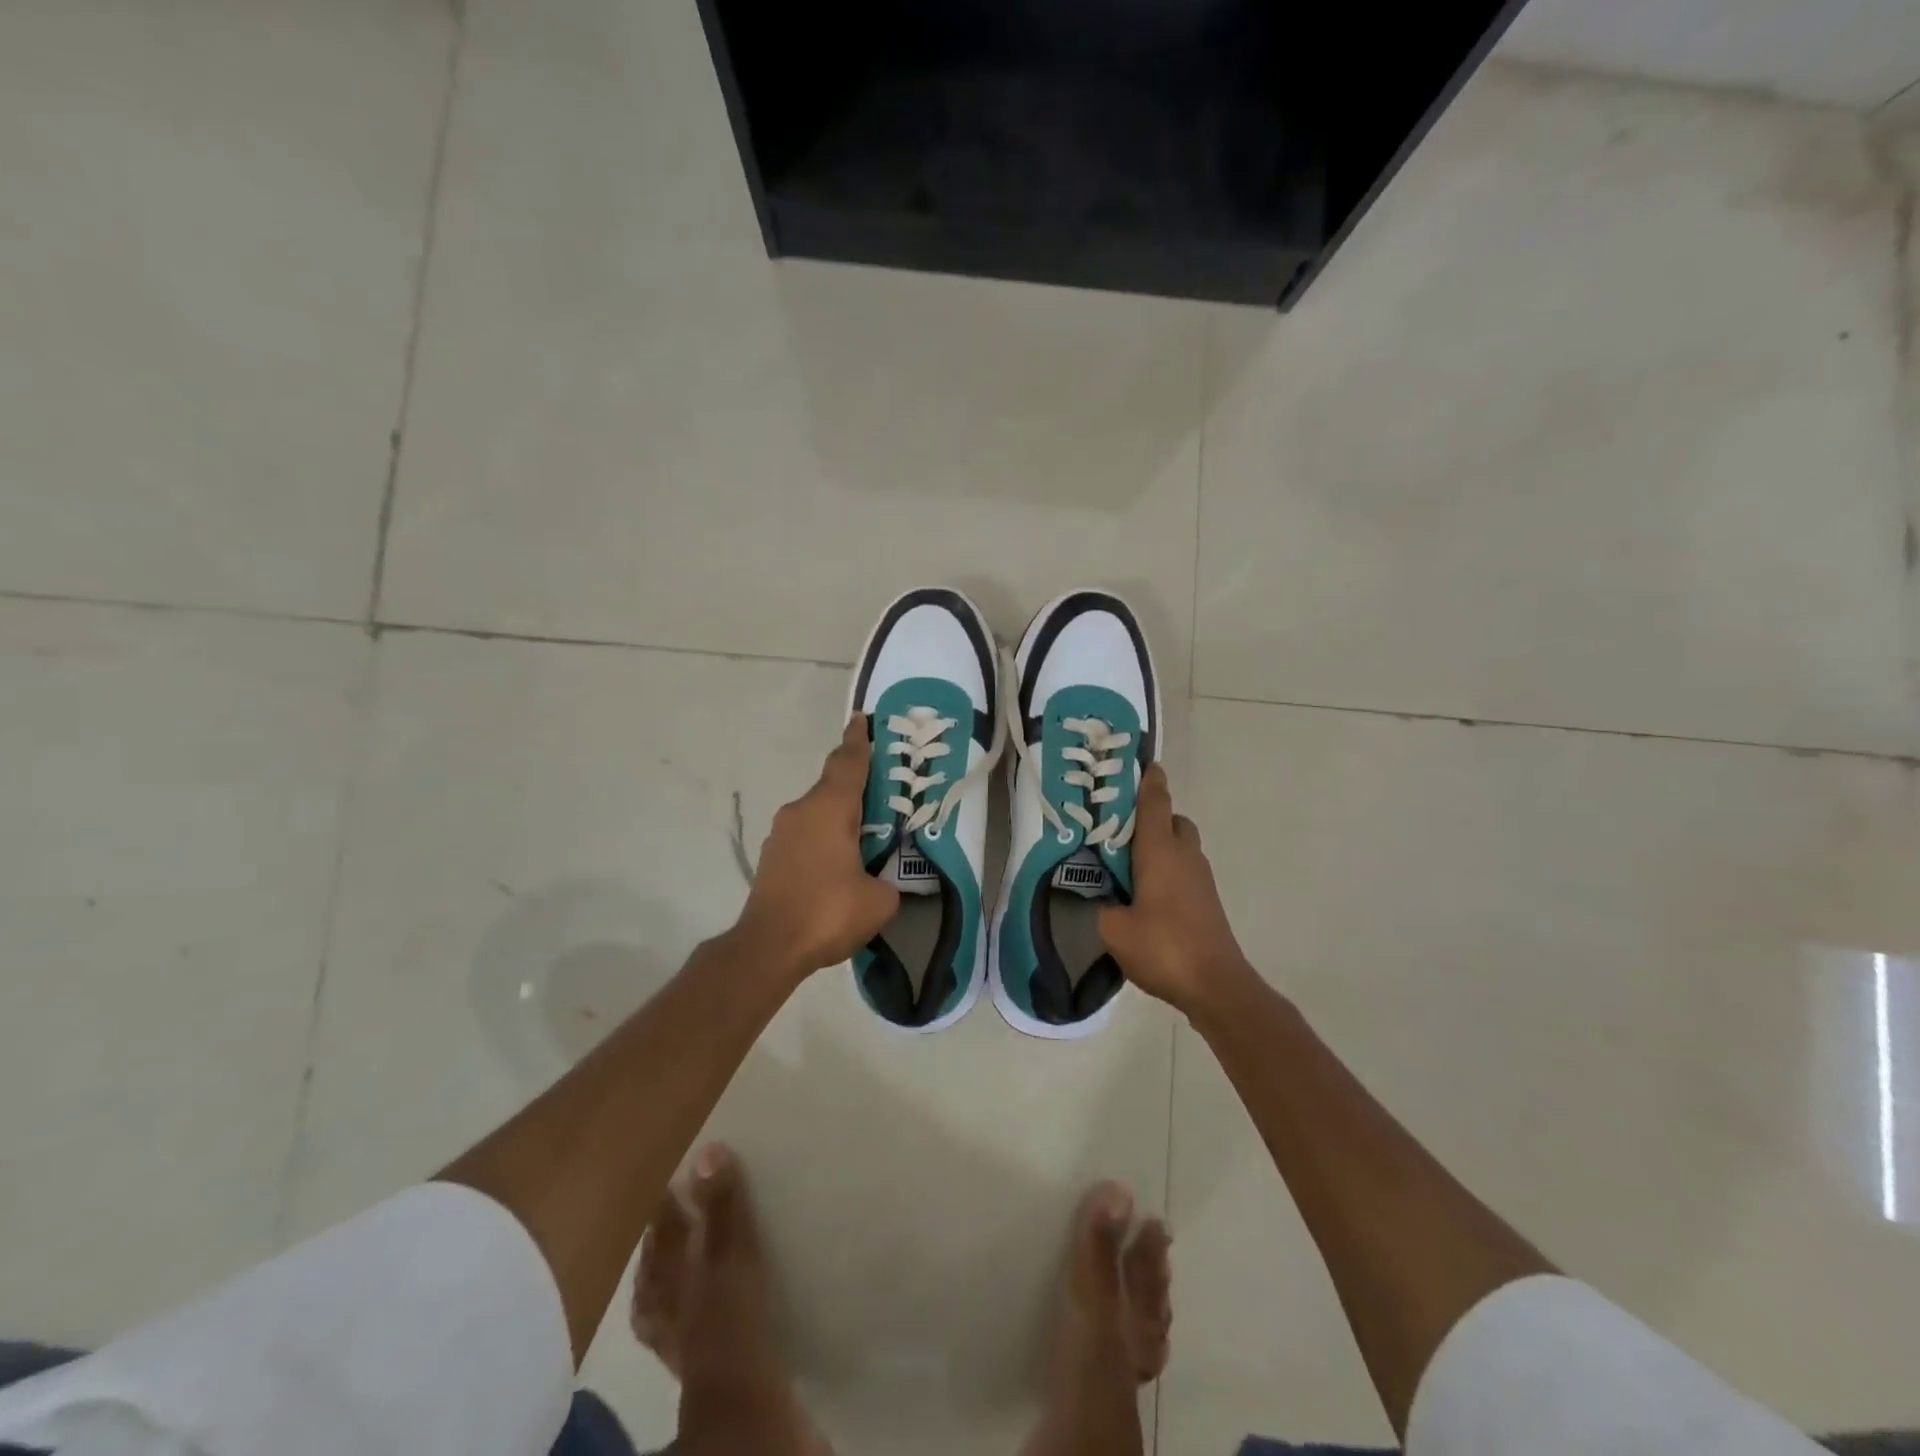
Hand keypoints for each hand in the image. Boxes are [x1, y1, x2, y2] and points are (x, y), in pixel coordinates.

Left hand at [736, 718, 899, 976]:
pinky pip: (806, 834)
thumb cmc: (828, 912)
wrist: (768, 947)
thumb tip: (882, 881)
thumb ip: (888, 881)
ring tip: (866, 834)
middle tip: (885, 791)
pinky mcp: (773, 857)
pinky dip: (825, 838)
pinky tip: (840, 864)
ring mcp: (782, 834)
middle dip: (858, 785)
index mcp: (830, 809)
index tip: (862, 719)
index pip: (848, 763)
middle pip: (833, 786)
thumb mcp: (879, 900)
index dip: (859, 740)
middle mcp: (801, 811)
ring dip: (841, 816)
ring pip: (818, 812)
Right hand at [1098, 764, 1252, 1015]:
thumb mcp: (1113, 929)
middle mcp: (1184, 856)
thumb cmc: (1163, 947)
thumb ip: (1102, 907)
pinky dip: (1167, 869)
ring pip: (1181, 846)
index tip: (1144, 763)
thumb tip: (1105, 901)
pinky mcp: (1207, 901)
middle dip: (1152, 816)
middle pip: (1172, 820)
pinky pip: (1184, 869)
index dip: (1148, 781)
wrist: (1216, 985)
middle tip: (1120, 829)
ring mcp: (1200, 878)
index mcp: (1159, 851)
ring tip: (1128, 865)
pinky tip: (1146, 894)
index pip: (1154, 803)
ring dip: (1160, 845)